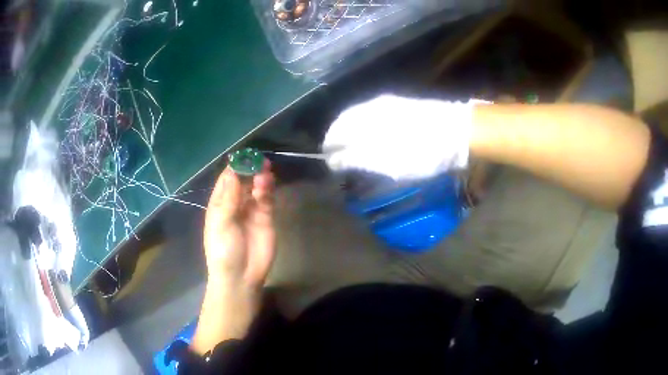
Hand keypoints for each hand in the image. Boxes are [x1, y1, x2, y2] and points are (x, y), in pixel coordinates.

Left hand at [203, 161, 274, 288]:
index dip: (235, 167)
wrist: (241, 276)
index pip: (227, 180)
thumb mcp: (221, 223)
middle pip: (244, 181)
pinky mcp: (266, 218)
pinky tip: (267, 184)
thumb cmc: (224, 250)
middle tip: (258, 160)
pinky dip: (267, 190)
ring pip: (257, 188)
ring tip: (264, 170)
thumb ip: (229, 198)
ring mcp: (252, 210)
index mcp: (220, 204)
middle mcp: (236, 204)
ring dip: (260, 177)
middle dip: (250, 169)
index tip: (243, 156)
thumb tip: (232, 171)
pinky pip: (267, 199)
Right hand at [324, 95, 482, 179]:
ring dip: (356, 137)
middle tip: (344, 163)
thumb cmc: (419, 150)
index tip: (331, 166)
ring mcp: (389, 104)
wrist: (459, 131)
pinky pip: (377, 118)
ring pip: (361, 120)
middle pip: (346, 123)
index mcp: (363, 117)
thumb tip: (332, 159)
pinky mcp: (403, 106)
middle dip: (342, 143)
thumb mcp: (385, 161)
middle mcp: (371, 106)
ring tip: (359, 154)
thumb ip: (354, 159)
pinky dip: (371, 132)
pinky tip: (378, 142)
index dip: (330, 150)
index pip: (335, 132)